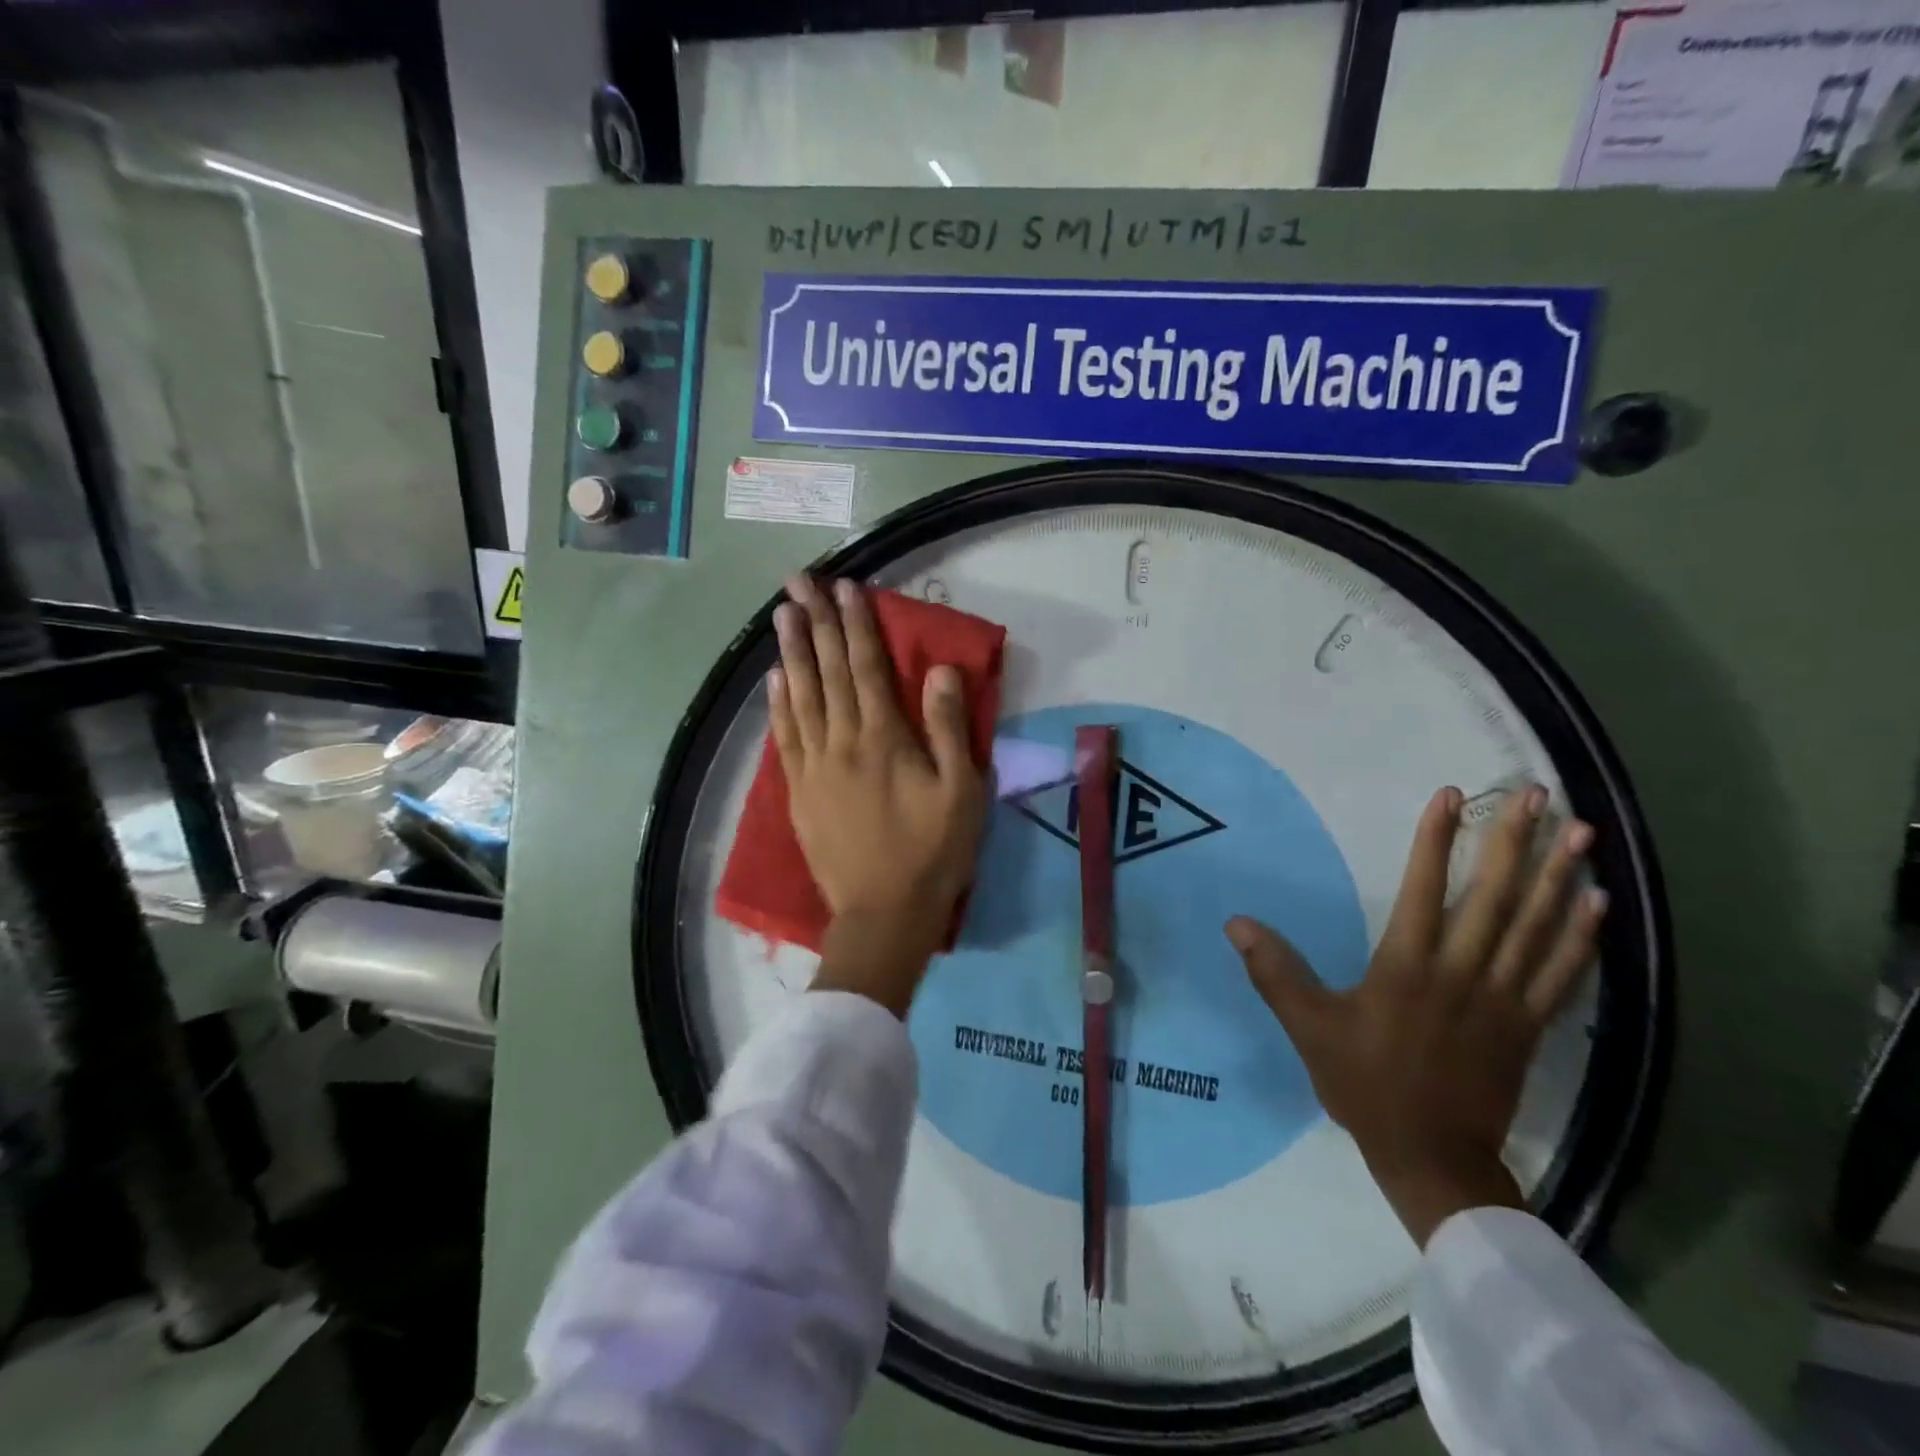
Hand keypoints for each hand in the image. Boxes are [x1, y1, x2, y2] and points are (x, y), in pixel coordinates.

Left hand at [770, 577, 987, 1014]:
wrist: (883, 914)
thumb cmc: (933, 852)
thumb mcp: (961, 791)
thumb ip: (948, 728)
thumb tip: (940, 670)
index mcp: (884, 738)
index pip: (867, 667)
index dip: (857, 624)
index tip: (846, 587)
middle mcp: (843, 741)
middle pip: (827, 672)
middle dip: (815, 623)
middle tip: (799, 581)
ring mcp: (814, 766)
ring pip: (800, 697)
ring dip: (791, 652)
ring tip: (781, 614)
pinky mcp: (799, 790)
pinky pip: (785, 736)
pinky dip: (779, 703)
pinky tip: (774, 679)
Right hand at [1226, 785, 1606, 1245]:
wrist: (1432, 1157)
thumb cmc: (1365, 1085)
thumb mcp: (1308, 1028)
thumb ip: (1275, 972)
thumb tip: (1236, 923)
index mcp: (1407, 968)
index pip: (1426, 889)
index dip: (1438, 839)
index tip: (1454, 795)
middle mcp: (1462, 972)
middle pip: (1495, 897)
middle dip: (1514, 842)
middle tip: (1536, 796)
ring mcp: (1503, 998)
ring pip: (1536, 927)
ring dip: (1558, 876)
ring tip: (1579, 832)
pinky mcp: (1529, 1024)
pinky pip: (1561, 973)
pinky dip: (1581, 936)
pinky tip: (1598, 903)